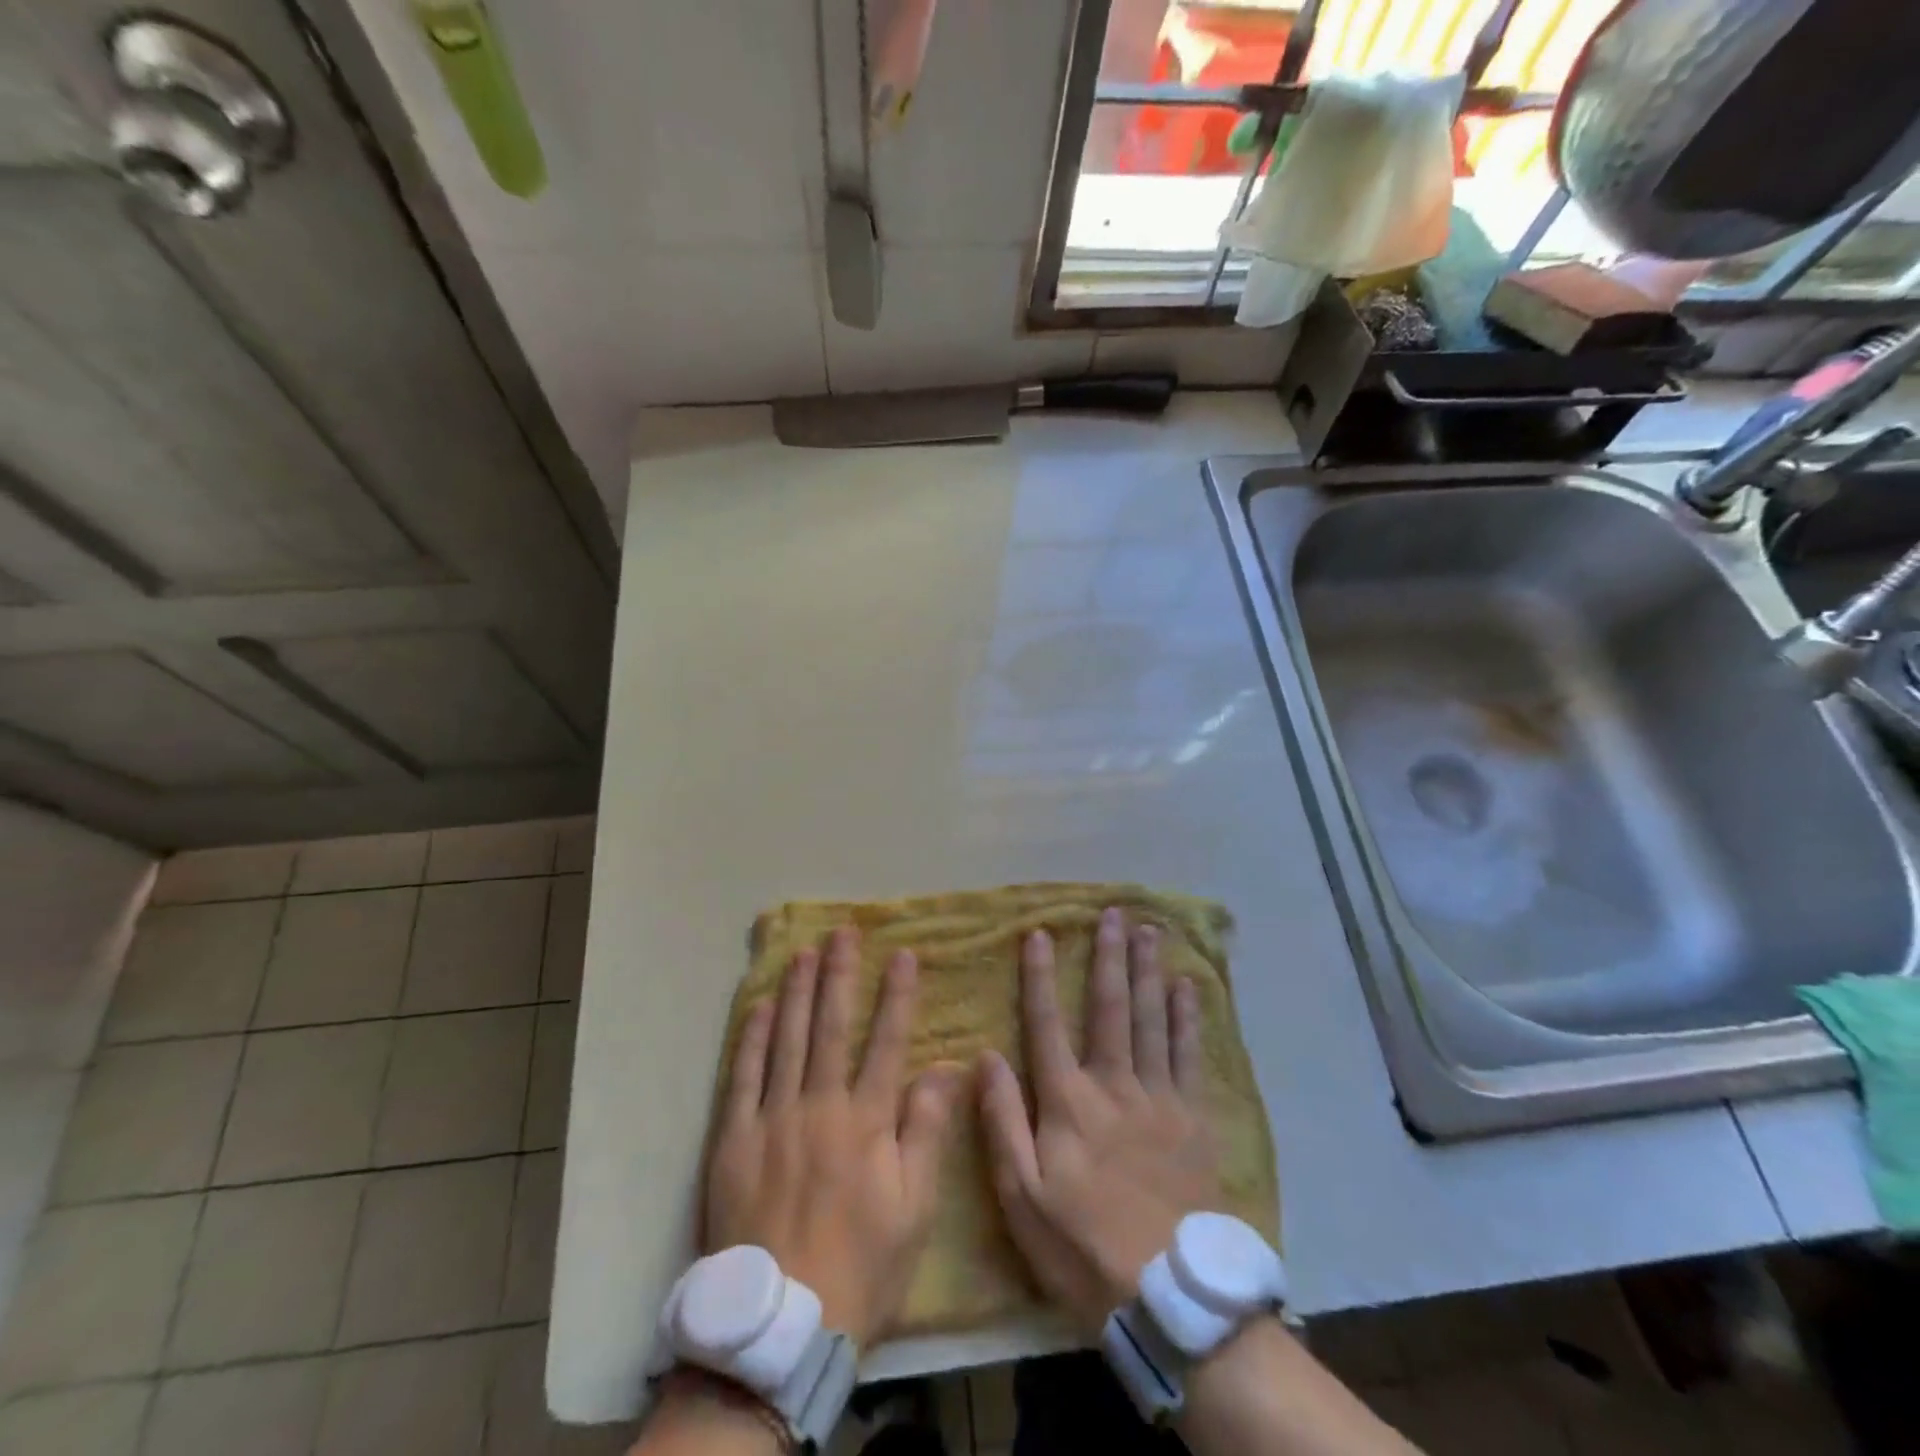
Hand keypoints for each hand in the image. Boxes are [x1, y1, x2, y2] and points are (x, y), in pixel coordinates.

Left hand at [704, 926, 962, 1346]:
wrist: (781, 1322)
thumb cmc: (862, 1264)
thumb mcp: (914, 1208)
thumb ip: (926, 1130)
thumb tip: (945, 1066)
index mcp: (866, 1120)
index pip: (886, 1041)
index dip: (897, 994)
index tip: (903, 954)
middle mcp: (819, 1105)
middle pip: (830, 1026)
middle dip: (839, 974)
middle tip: (843, 932)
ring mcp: (771, 1119)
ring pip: (786, 1040)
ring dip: (796, 991)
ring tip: (804, 952)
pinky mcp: (733, 1139)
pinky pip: (742, 1076)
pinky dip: (751, 1038)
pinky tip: (760, 1006)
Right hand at [977, 908, 1220, 1332]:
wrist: (1168, 1295)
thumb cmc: (1082, 1246)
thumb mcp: (1021, 1196)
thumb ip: (1002, 1121)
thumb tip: (986, 1056)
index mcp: (1068, 1102)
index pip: (1047, 1024)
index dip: (1040, 976)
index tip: (1039, 933)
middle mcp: (1114, 1085)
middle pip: (1109, 1008)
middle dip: (1108, 957)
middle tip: (1113, 913)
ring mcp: (1159, 1097)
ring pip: (1151, 1019)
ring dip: (1148, 971)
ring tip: (1149, 931)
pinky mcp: (1193, 1117)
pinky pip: (1189, 1054)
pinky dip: (1188, 1017)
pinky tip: (1188, 986)